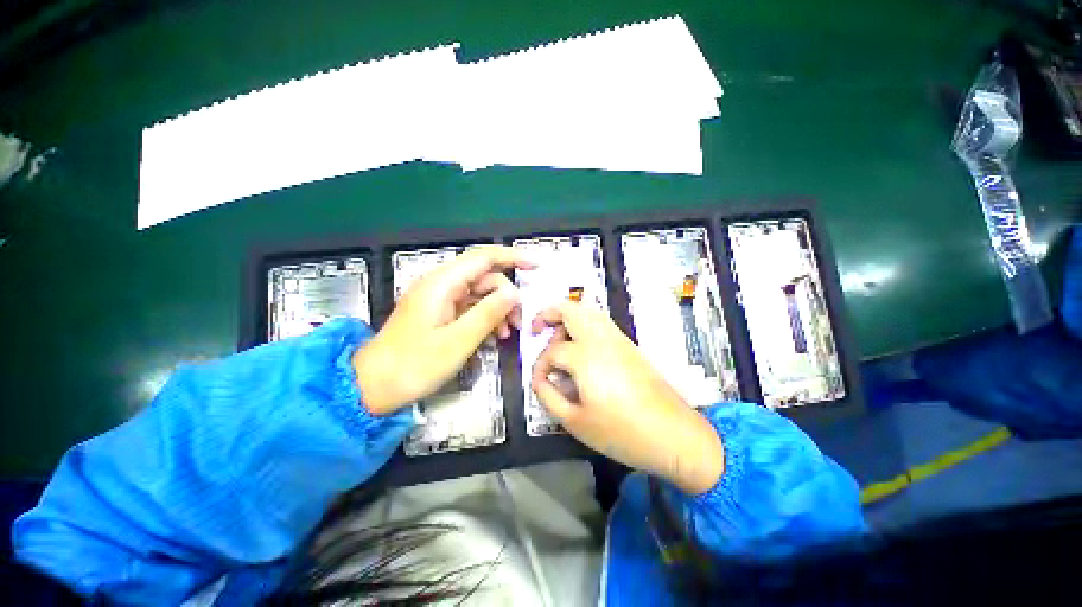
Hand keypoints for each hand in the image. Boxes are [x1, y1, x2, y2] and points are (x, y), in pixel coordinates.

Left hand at [354, 246, 535, 414]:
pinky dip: (485, 318)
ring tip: (509, 334)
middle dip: (507, 296)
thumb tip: (514, 292)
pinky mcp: (439, 312)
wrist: (373, 386)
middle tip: (520, 322)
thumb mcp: (457, 341)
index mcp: (442, 284)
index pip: (484, 258)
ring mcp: (439, 299)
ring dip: (498, 310)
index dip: (512, 257)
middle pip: (484, 278)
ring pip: (480, 294)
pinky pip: (470, 307)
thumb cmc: (414, 365)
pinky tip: (494, 336)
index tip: (536, 266)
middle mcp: (441, 284)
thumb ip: (488, 314)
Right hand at [530, 302, 724, 494]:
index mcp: (584, 356)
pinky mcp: (629, 345)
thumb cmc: (621, 432)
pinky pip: (601, 322)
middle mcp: (600, 339)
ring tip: (557, 335)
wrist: (672, 434)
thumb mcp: (575, 421)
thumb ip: (549, 397)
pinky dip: (585, 323)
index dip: (539, 367)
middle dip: (549, 314)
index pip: (552, 352)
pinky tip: (580, 343)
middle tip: (536, 328)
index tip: (539, 383)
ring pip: (588, 312)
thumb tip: (539, 381)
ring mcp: (618, 339)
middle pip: (571, 310)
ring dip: (568, 317)